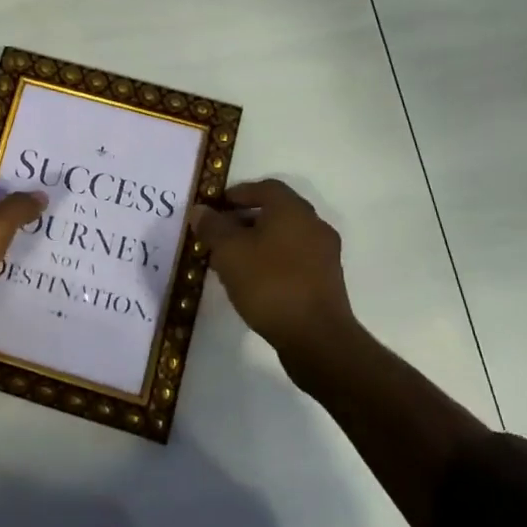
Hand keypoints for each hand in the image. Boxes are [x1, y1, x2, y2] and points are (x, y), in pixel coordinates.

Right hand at [192, 179, 355, 365]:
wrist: (316, 338)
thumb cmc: (269, 283)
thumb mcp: (229, 252)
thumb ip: (212, 227)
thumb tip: (200, 210)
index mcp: (292, 210)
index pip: (264, 187)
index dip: (237, 194)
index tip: (214, 209)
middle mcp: (313, 225)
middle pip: (274, 212)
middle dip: (243, 221)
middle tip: (217, 236)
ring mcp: (323, 254)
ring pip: (283, 238)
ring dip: (256, 243)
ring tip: (229, 262)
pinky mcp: (326, 281)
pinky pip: (293, 260)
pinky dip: (271, 262)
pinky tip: (252, 282)